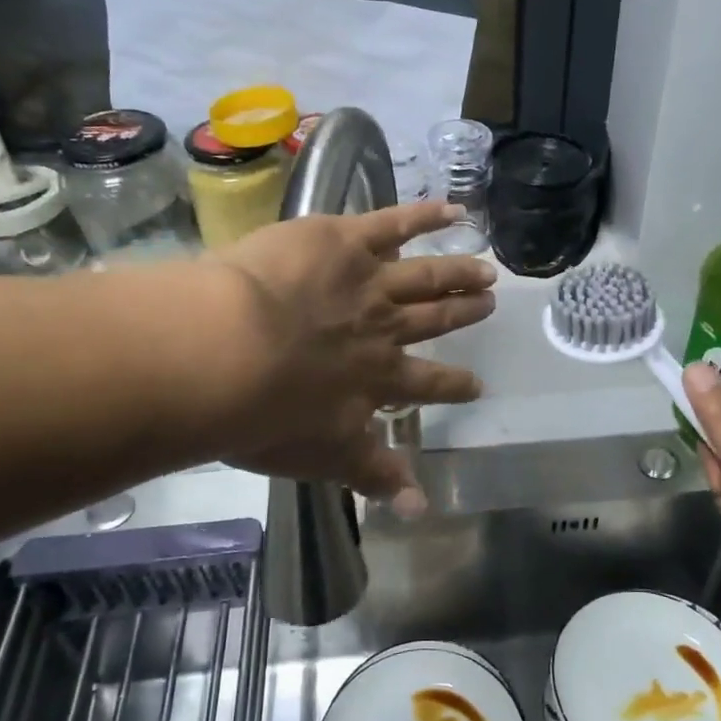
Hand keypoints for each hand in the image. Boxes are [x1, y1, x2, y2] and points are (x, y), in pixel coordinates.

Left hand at [197, 202, 494, 510]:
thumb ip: (373, 475)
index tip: (476, 383)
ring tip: (485, 269)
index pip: (424, 383)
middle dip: (462, 313)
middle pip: (432, 320)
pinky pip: (394, 224)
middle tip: (490, 305)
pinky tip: (453, 211)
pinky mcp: (346, 241)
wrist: (229, 352)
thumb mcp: (321, 456)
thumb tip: (420, 510)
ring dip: (457, 272)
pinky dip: (426, 216)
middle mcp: (383, 330)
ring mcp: (368, 281)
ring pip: (425, 275)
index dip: (452, 384)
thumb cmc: (263, 413)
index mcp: (375, 378)